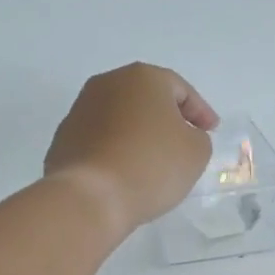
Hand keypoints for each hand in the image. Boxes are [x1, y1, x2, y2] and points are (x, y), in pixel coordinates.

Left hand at [44, 64, 217, 234]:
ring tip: (152, 160)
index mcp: (143, 78)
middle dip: (166, 117)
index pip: (181, 90)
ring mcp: (80, 109)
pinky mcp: (63, 138)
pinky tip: (125, 172)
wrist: (90, 196)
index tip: (211, 131)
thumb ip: (198, 137)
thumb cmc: (151, 166)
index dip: (200, 112)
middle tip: (183, 141)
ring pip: (121, 117)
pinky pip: (100, 139)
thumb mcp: (196, 152)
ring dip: (138, 132)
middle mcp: (107, 83)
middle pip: (146, 98)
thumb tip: (182, 136)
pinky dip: (116, 149)